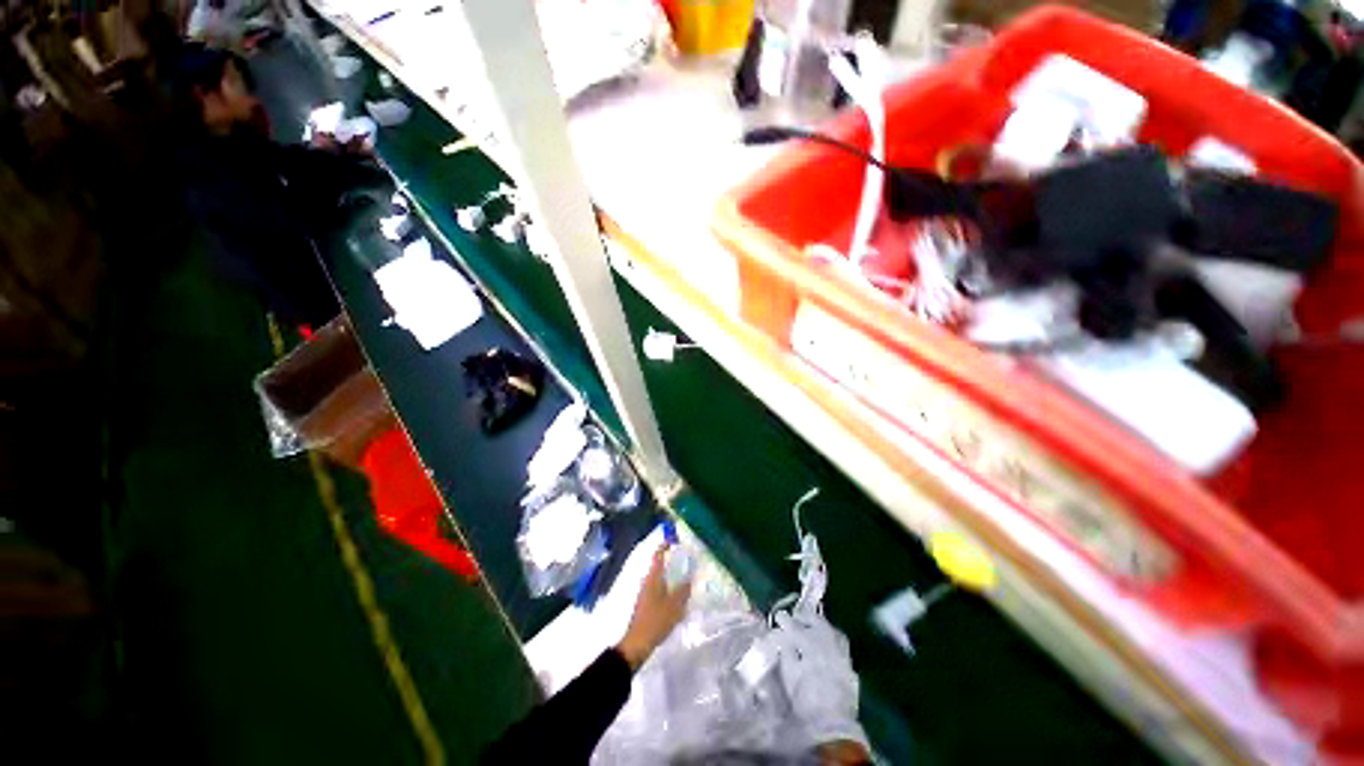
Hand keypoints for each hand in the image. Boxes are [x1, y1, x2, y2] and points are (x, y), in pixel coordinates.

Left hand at [616, 545, 690, 670]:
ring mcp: (645, 593)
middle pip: (659, 566)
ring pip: (659, 579)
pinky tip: (676, 597)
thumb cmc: (655, 621)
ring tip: (684, 578)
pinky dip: (667, 588)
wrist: (636, 644)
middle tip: (685, 559)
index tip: (674, 540)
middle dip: (670, 561)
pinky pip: (658, 590)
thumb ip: (683, 591)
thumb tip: (689, 578)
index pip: (658, 555)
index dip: (665, 546)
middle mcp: (647, 582)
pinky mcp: (645, 605)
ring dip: (669, 576)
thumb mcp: (674, 606)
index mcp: (653, 578)